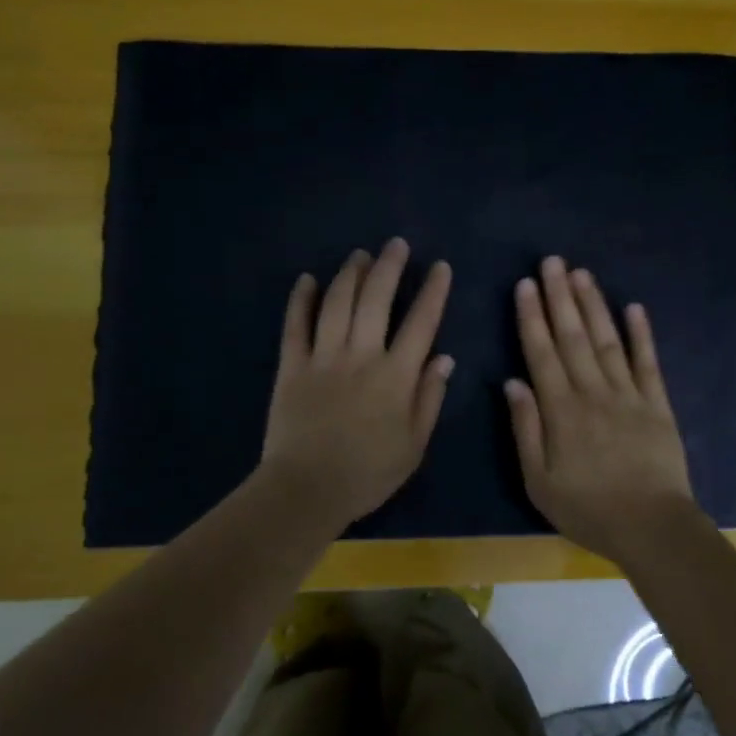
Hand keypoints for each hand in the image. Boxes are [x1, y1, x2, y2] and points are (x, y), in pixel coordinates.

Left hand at [259, 238, 453, 532]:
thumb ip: (429, 398)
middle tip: (396, 244)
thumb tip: (444, 358)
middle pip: (376, 300)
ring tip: (360, 255)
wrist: (307, 490)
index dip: (433, 292)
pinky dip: (301, 300)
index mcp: (395, 376)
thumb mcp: (414, 445)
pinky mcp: (291, 366)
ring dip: (350, 274)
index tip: (440, 267)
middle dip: (389, 267)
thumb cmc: (368, 473)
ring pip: (337, 303)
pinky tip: (307, 279)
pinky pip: (295, 325)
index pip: (421, 323)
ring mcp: (323, 357)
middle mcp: (361, 356)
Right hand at [505, 256, 699, 565]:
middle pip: (572, 337)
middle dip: (560, 297)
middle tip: (552, 261)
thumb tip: (513, 382)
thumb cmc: (588, 509)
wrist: (651, 527)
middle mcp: (593, 392)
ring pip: (606, 341)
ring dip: (594, 305)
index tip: (524, 285)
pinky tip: (634, 307)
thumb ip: (525, 429)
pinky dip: (642, 334)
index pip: (542, 353)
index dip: (532, 317)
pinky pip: (648, 363)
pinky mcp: (658, 404)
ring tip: (582, 273)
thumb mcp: (540, 481)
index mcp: (561, 410)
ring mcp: (629, 395)